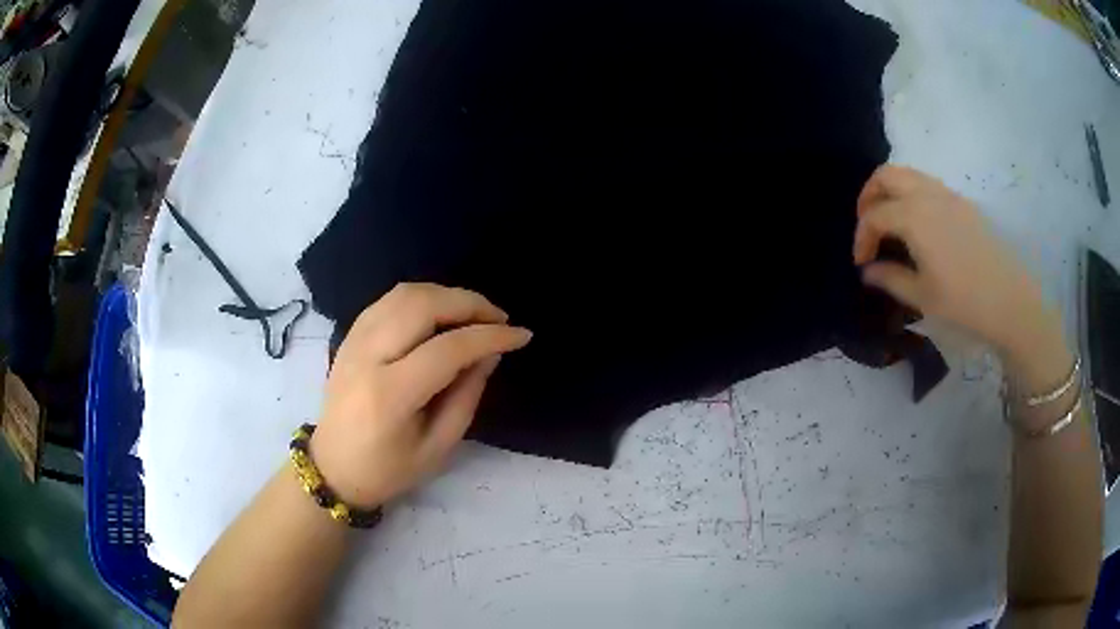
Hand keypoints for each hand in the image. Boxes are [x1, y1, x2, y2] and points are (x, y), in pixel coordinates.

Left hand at [310, 283, 531, 508]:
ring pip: (405, 294)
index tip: (522, 336)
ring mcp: (353, 340)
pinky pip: (389, 300)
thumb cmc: (388, 469)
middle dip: (470, 303)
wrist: (333, 467)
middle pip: (423, 305)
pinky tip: (441, 313)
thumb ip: (466, 396)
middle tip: (499, 319)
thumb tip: (490, 353)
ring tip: (474, 314)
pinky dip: (422, 297)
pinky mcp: (349, 335)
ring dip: (447, 295)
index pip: (447, 349)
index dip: (490, 336)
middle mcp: (367, 357)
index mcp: (390, 395)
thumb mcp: (438, 447)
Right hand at [852, 165, 1063, 365]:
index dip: (861, 238)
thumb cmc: (963, 302)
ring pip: (908, 174)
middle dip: (869, 196)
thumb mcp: (922, 297)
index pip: (874, 216)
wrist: (1010, 300)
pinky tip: (918, 224)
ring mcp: (947, 194)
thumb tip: (869, 270)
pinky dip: (911, 194)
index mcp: (913, 217)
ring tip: (890, 223)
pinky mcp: (962, 202)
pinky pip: (927, 184)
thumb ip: (890, 278)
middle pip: (886, 176)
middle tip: (868, 226)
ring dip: (891, 191)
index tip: (861, 263)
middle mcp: (927, 195)